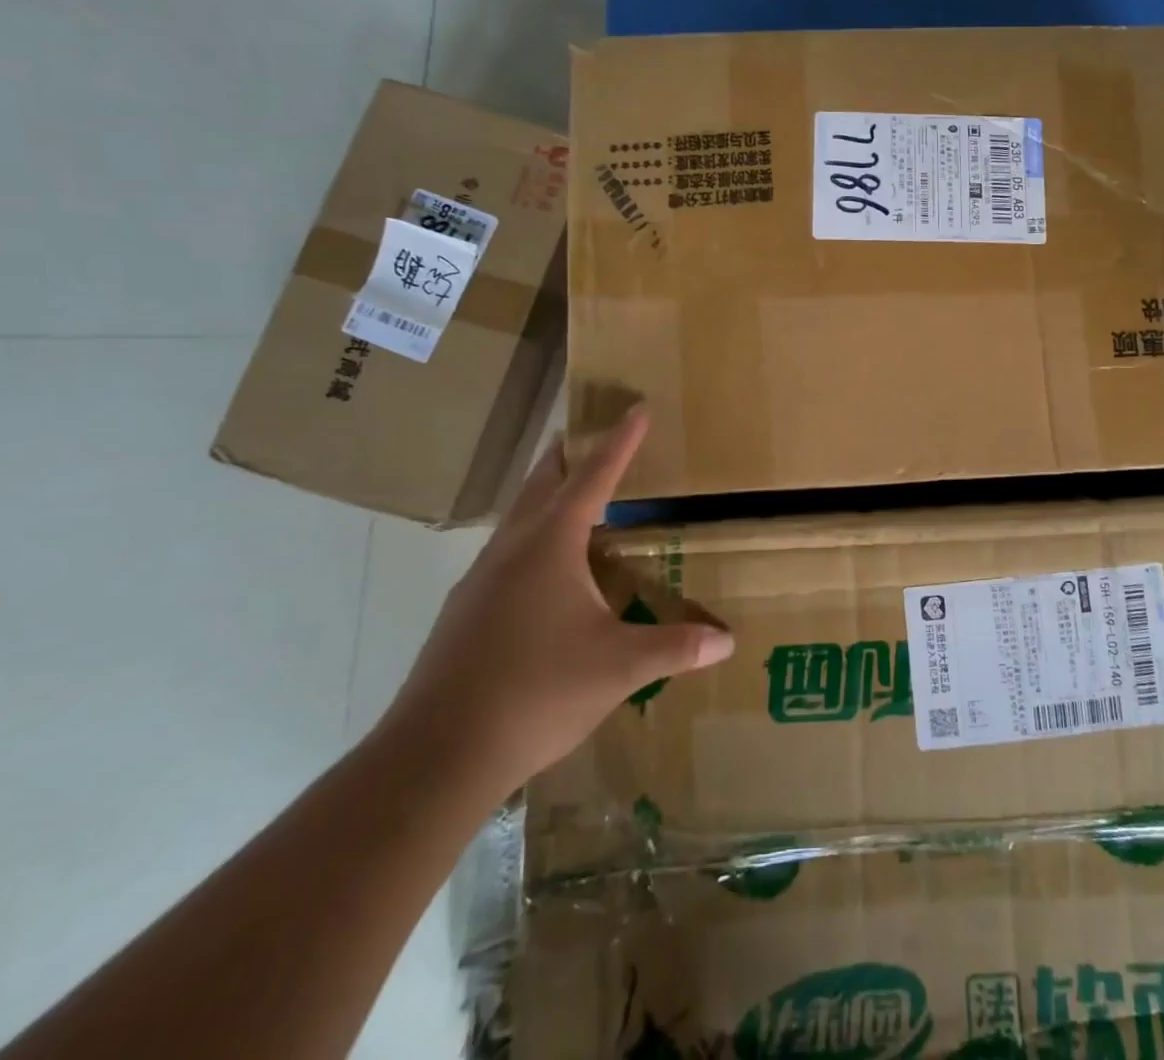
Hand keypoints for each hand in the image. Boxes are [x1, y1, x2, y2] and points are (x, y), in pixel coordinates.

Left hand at [377, 406, 732, 796]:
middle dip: (568, 455)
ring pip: (517, 519)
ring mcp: (479, 581)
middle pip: (542, 484)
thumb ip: (675, 647)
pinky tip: (545, 575)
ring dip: (546, 497)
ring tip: (573, 498)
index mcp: (550, 545)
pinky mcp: (463, 613)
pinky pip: (505, 555)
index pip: (593, 477)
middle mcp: (511, 550)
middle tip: (587, 433)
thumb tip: (728, 640)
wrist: (435, 756)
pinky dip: (531, 540)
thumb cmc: (537, 692)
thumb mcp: (619, 668)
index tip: (636, 408)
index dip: (620, 442)